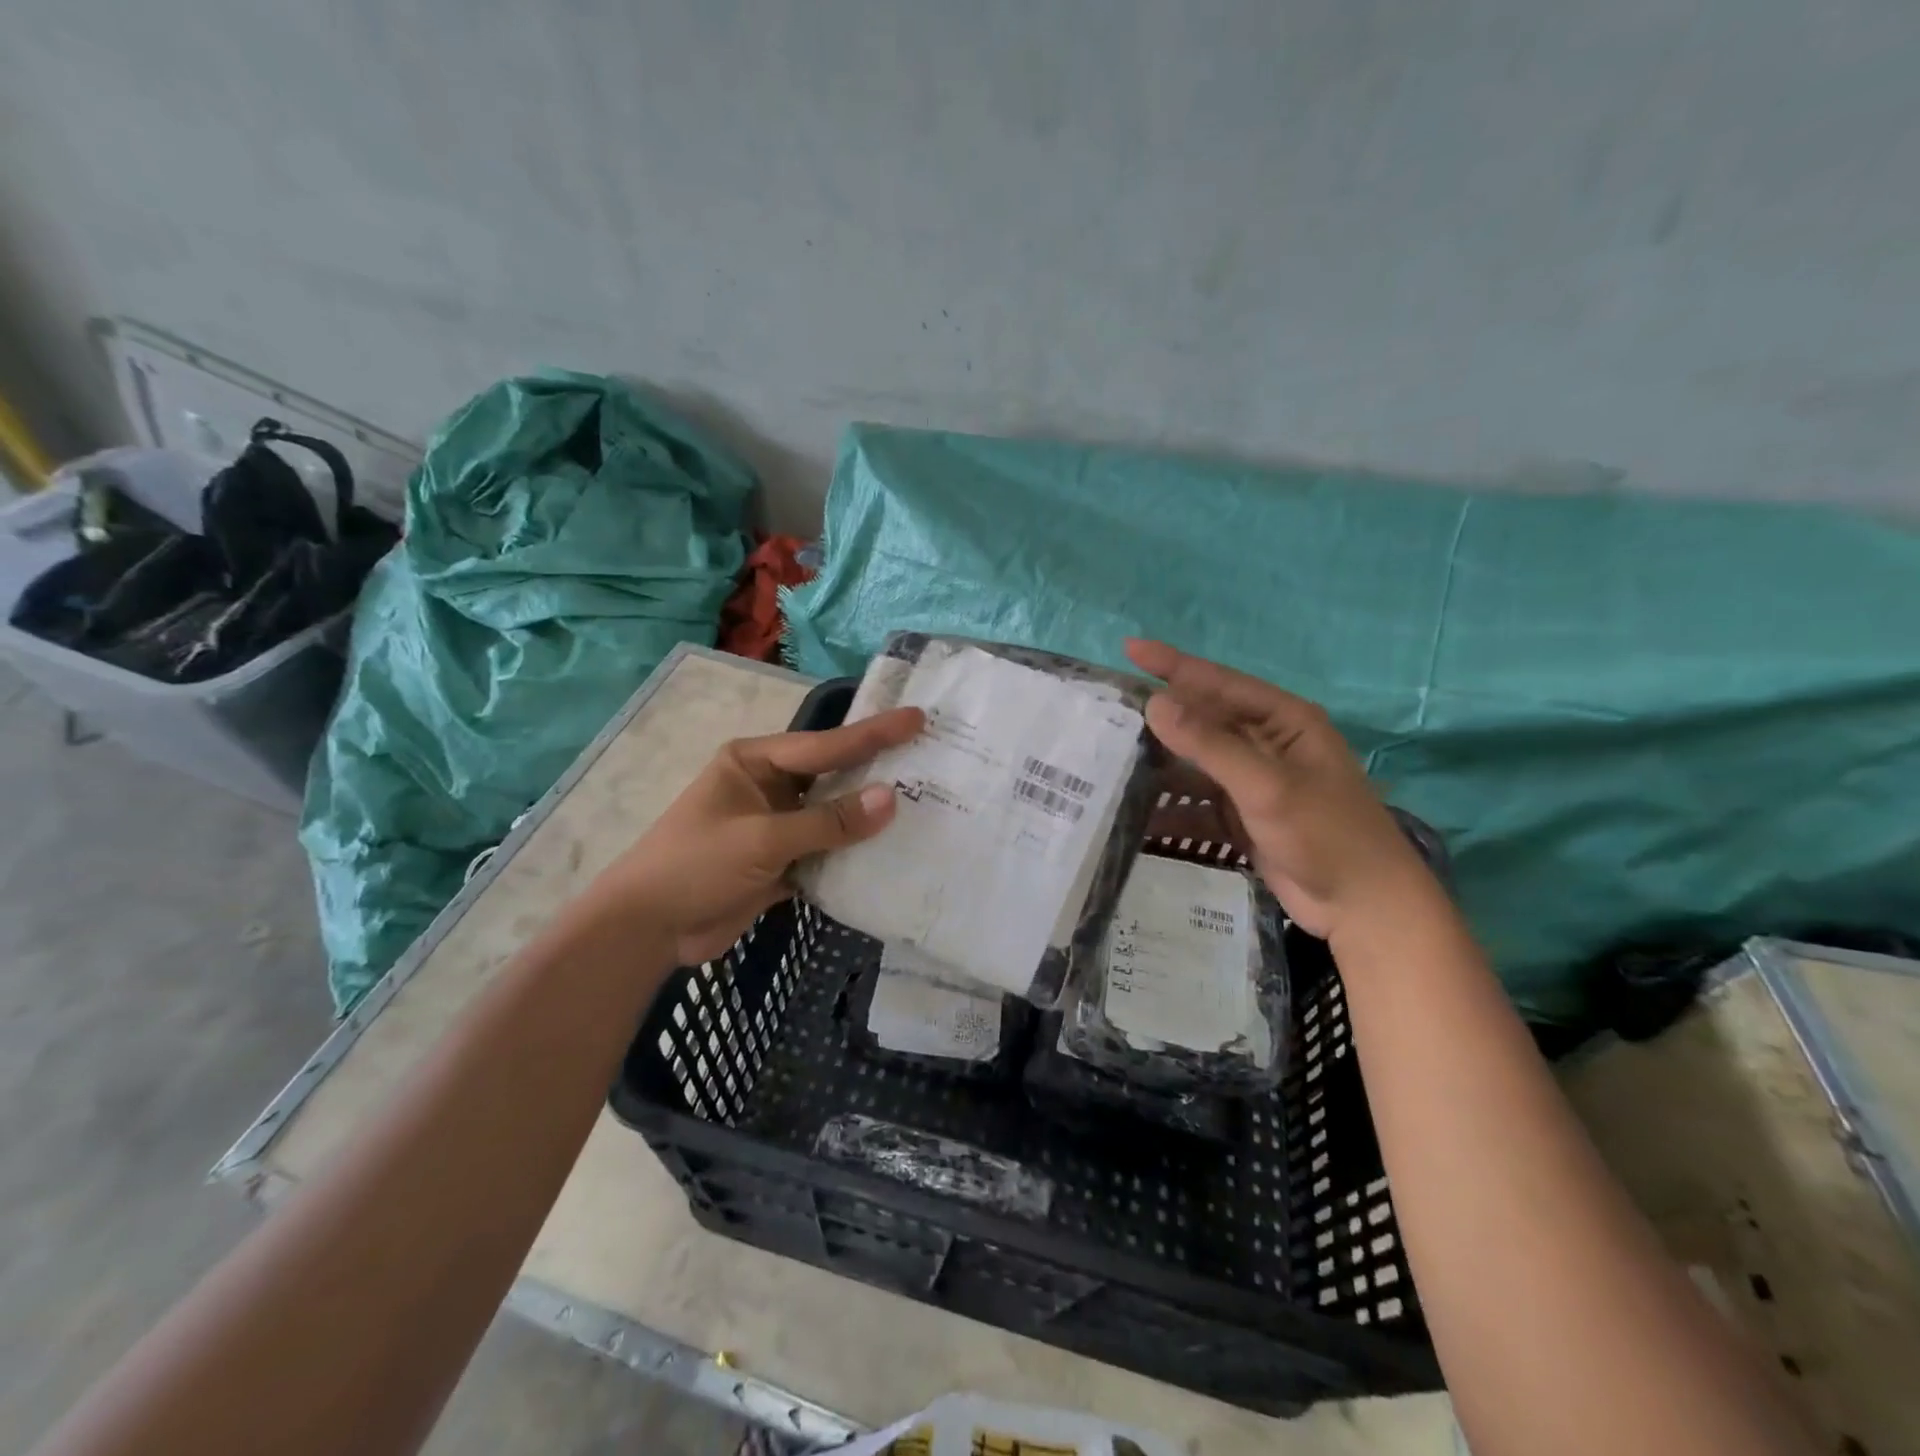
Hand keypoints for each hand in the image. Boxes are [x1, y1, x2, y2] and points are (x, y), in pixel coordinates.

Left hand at [576, 707, 923, 963]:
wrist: (646, 931)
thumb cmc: (695, 866)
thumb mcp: (762, 839)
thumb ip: (828, 822)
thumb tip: (891, 798)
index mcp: (756, 761)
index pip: (825, 744)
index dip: (874, 734)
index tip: (917, 718)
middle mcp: (770, 786)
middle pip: (834, 775)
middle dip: (878, 769)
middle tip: (932, 757)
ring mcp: (777, 825)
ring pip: (834, 815)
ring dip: (870, 816)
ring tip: (926, 803)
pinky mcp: (782, 862)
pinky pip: (827, 850)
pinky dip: (854, 853)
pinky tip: (893, 852)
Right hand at [1126, 639, 1431, 941]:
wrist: (1364, 908)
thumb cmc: (1326, 834)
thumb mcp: (1266, 785)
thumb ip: (1210, 744)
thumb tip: (1155, 703)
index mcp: (1283, 721)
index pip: (1219, 682)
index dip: (1174, 665)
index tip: (1129, 649)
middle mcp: (1267, 744)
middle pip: (1204, 722)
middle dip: (1161, 719)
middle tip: (1107, 712)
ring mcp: (1253, 783)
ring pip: (1196, 765)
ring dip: (1161, 767)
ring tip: (1110, 763)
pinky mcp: (1243, 817)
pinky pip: (1198, 805)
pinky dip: (1173, 811)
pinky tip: (1137, 818)